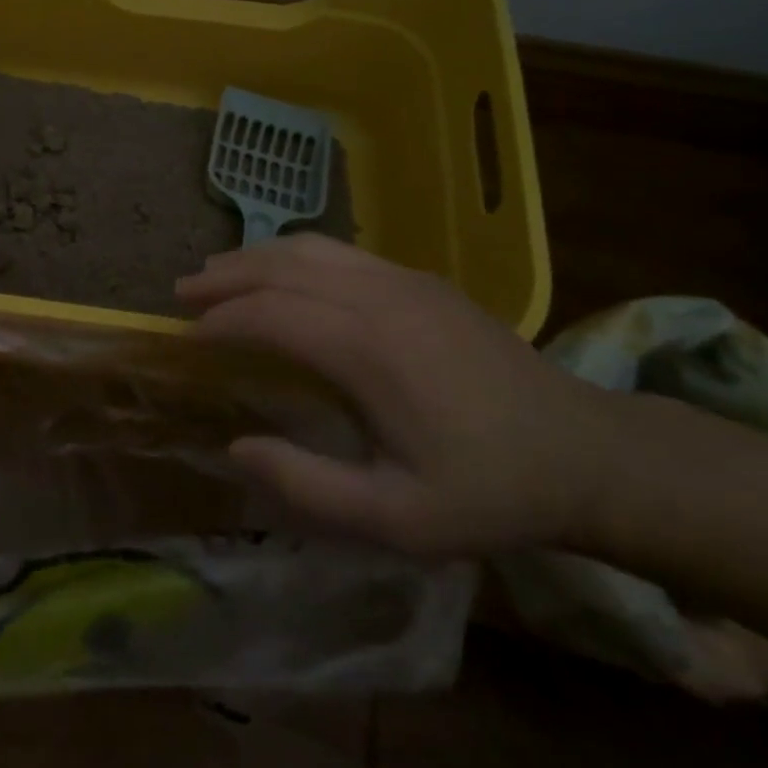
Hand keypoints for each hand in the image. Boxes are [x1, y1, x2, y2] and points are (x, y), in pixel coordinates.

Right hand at [177, 234, 618, 557]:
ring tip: (218, 271)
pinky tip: (282, 273)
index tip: (188, 338)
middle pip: (282, 266)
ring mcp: (404, 279)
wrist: (584, 452)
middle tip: (183, 291)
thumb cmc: (487, 491)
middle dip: (226, 276)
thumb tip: (237, 448)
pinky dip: (294, 254)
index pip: (270, 314)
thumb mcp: (397, 519)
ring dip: (257, 256)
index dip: (221, 322)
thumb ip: (308, 487)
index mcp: (368, 349)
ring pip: (311, 247)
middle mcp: (379, 296)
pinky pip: (340, 251)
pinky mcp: (421, 278)